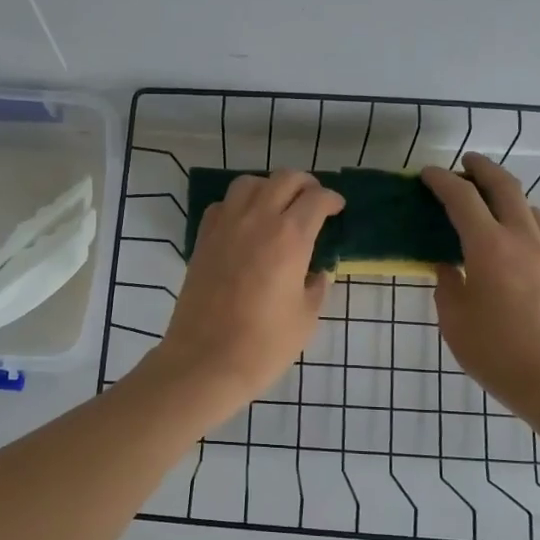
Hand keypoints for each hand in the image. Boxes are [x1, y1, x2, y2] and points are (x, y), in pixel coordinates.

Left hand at [147, 170, 343, 416]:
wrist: (206, 360)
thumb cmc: (264, 344)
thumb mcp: (306, 318)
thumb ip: (316, 287)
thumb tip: (317, 272)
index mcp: (290, 237)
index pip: (316, 199)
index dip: (331, 199)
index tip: (337, 208)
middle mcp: (257, 220)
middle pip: (284, 179)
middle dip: (304, 184)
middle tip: (313, 201)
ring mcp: (225, 226)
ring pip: (249, 183)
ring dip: (269, 187)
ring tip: (277, 206)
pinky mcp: (202, 239)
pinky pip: (222, 205)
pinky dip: (238, 204)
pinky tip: (245, 223)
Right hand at [422, 154, 539, 420]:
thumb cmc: (499, 354)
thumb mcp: (456, 322)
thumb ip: (448, 287)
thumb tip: (448, 267)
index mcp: (489, 247)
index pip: (462, 198)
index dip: (442, 181)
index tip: (426, 174)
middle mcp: (522, 239)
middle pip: (505, 186)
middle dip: (482, 168)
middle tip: (464, 164)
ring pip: (528, 206)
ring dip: (506, 193)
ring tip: (488, 202)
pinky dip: (522, 220)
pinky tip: (512, 240)